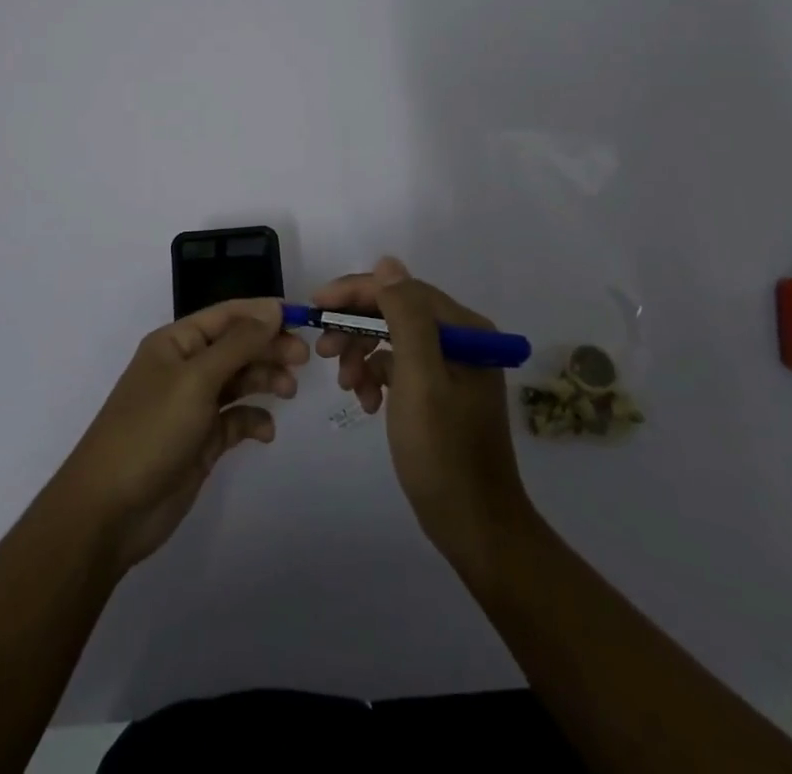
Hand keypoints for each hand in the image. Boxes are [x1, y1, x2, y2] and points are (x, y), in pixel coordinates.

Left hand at [53, 298, 308, 570]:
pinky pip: (236, 420)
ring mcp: (193, 406)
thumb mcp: (196, 379)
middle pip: (237, 346)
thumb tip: (273, 310)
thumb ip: (238, 344)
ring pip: (239, 381)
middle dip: (269, 347)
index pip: (227, 315)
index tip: (302, 317)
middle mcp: (185, 368)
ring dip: (265, 380)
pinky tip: (266, 431)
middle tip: (304, 359)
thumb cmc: (151, 430)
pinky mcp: (201, 442)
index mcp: (176, 342)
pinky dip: (254, 420)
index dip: (263, 313)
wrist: (110, 510)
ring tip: (290, 391)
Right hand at [314, 257, 532, 566]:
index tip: (316, 305)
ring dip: (363, 355)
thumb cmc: (443, 452)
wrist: (475, 527)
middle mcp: (461, 339)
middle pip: (395, 312)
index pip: (401, 290)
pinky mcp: (441, 392)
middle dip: (356, 328)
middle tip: (324, 352)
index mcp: (464, 330)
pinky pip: (400, 367)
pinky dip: (377, 378)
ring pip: (393, 339)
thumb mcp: (420, 379)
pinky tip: (365, 402)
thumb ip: (405, 317)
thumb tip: (387, 264)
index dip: (356, 292)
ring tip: (347, 386)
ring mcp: (452, 367)